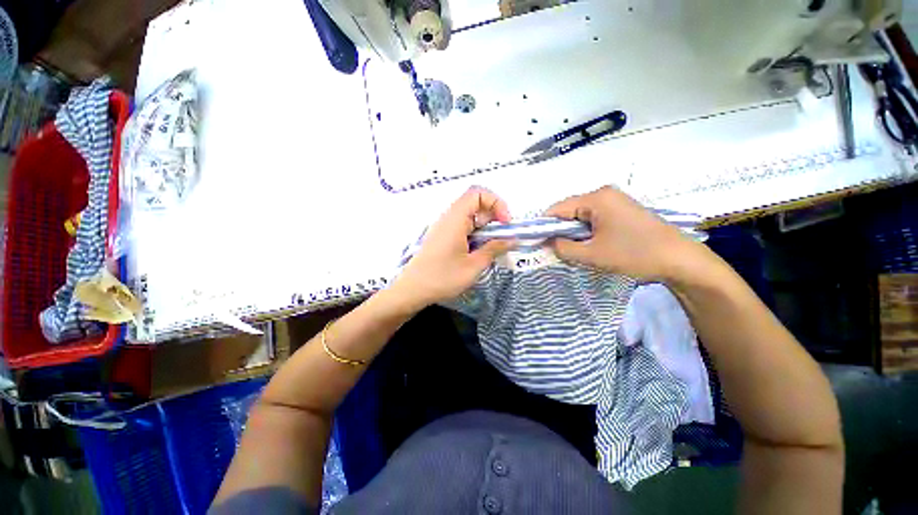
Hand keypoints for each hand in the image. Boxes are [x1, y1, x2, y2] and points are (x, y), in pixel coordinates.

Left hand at [392, 187, 515, 308]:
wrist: (413, 290)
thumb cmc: (443, 278)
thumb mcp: (473, 266)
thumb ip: (494, 249)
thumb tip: (512, 240)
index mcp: (455, 219)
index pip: (478, 193)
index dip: (496, 203)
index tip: (505, 223)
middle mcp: (448, 218)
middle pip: (474, 203)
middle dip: (493, 216)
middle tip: (502, 236)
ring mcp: (443, 227)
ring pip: (469, 216)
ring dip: (485, 226)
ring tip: (491, 246)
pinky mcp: (442, 237)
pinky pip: (462, 226)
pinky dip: (475, 233)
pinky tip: (477, 251)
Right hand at [546, 186, 703, 281]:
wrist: (680, 260)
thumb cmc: (634, 254)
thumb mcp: (592, 255)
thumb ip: (563, 248)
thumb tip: (548, 242)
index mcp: (596, 198)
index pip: (557, 209)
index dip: (545, 226)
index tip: (539, 244)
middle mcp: (604, 194)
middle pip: (569, 211)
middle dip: (562, 232)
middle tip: (561, 252)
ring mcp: (615, 201)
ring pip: (581, 217)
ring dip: (575, 234)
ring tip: (580, 252)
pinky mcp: (622, 211)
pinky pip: (594, 219)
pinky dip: (587, 233)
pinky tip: (594, 247)